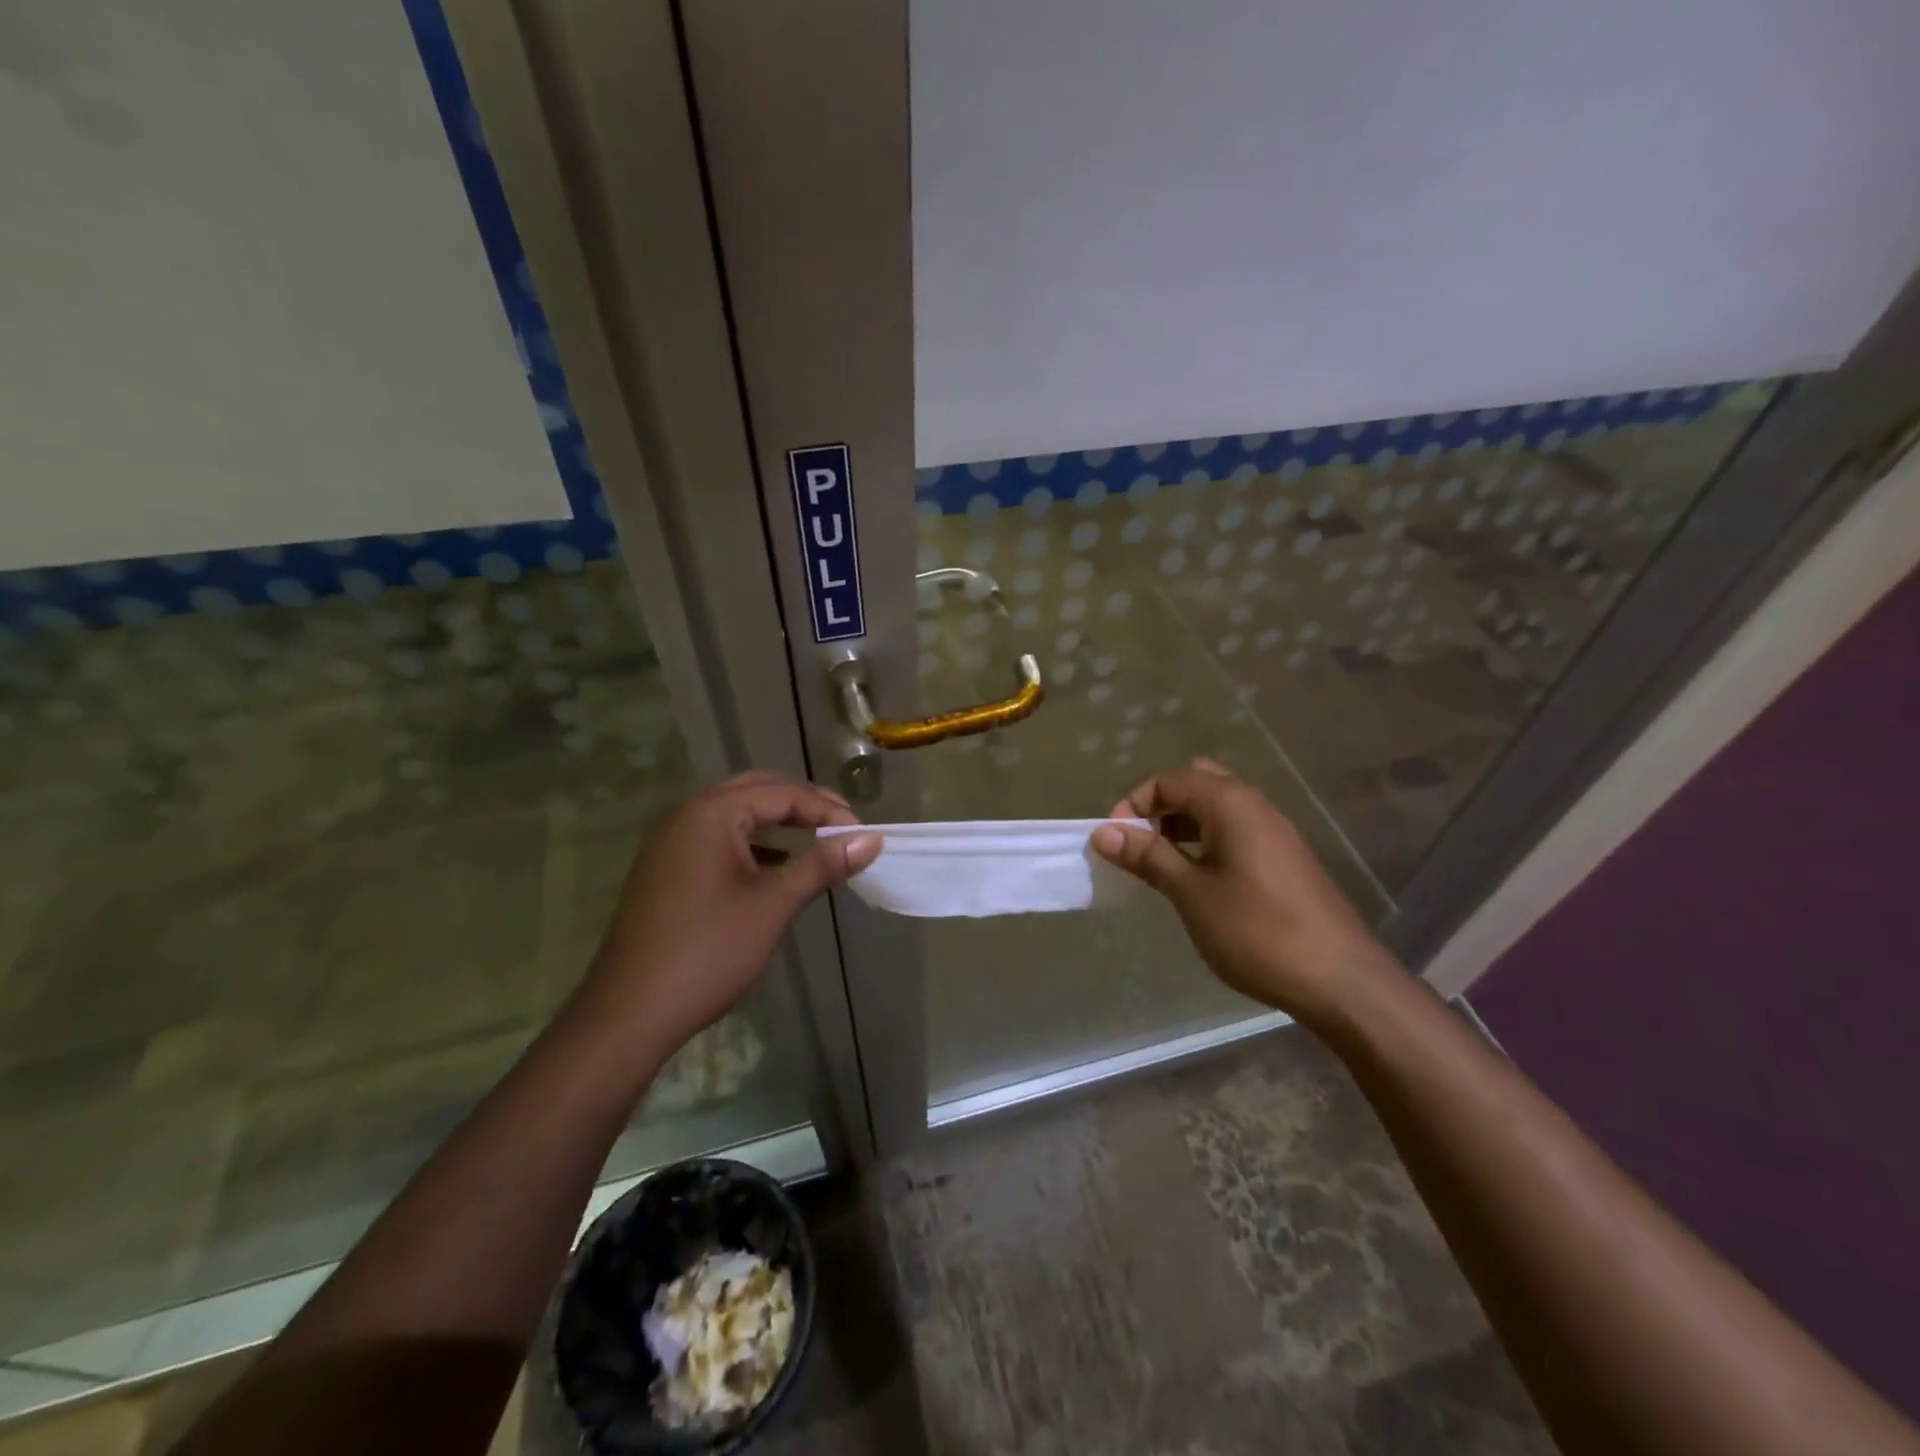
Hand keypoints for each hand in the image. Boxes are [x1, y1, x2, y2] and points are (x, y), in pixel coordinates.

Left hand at [574, 772, 879, 1054]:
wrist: (629, 1013)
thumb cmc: (708, 952)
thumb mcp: (773, 904)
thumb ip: (822, 864)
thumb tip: (871, 838)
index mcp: (710, 813)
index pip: (782, 793)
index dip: (827, 810)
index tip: (862, 835)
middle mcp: (685, 815)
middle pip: (756, 791)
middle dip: (803, 804)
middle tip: (843, 826)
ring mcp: (670, 841)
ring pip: (735, 814)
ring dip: (777, 821)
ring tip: (817, 840)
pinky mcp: (664, 868)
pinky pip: (717, 838)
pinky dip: (752, 843)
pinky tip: (776, 865)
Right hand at [1091, 758, 1392, 1023]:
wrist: (1339, 980)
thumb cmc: (1256, 930)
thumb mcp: (1190, 893)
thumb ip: (1147, 856)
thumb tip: (1104, 832)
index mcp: (1230, 803)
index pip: (1170, 780)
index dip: (1134, 803)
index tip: (1114, 841)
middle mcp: (1255, 805)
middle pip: (1197, 785)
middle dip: (1161, 808)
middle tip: (1141, 845)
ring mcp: (1275, 832)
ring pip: (1218, 809)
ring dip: (1183, 826)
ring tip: (1162, 866)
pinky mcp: (1286, 859)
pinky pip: (1236, 832)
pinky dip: (1208, 843)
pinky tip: (1199, 882)